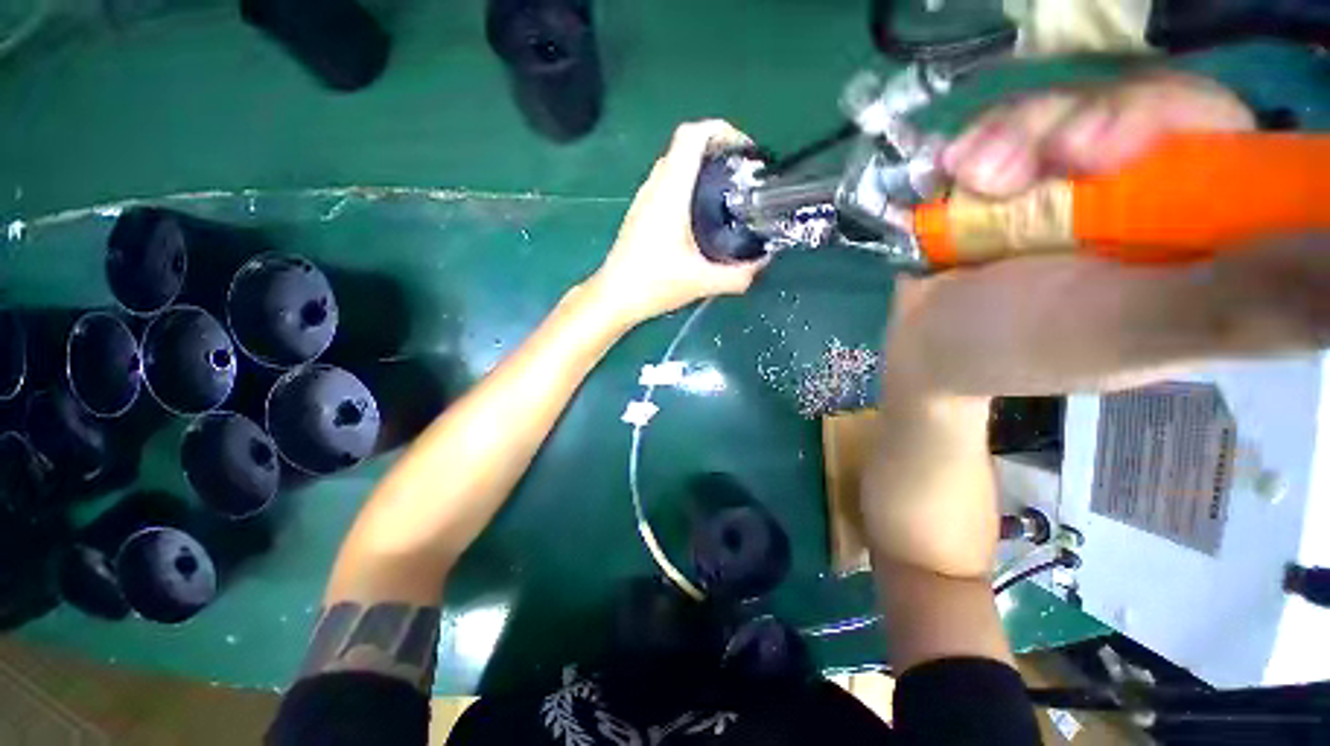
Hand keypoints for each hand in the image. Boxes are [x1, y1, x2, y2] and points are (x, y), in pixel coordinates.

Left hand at [587, 120, 766, 325]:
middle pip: (684, 146)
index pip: (690, 137)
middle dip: (717, 150)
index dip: (720, 130)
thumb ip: (738, 275)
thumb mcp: (702, 283)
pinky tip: (699, 214)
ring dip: (700, 167)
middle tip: (741, 174)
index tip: (745, 150)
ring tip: (725, 192)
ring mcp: (643, 198)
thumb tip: (763, 262)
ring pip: (673, 164)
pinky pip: (665, 183)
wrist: (615, 296)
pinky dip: (686, 184)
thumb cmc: (653, 285)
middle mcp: (654, 187)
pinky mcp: (639, 212)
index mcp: (670, 194)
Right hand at [881, 71, 1329, 400]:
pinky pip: (1017, 122)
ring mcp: (1079, 178)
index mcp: (1201, 238)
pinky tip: (954, 171)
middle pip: (1152, 105)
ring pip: (1077, 104)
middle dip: (1090, 121)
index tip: (1107, 146)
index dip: (1176, 120)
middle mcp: (1153, 194)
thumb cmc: (1013, 346)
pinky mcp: (1021, 174)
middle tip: (1045, 160)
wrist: (920, 342)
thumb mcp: (1126, 332)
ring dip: (1019, 132)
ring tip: (972, 177)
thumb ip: (1242, 304)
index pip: (1232, 140)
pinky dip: (983, 137)